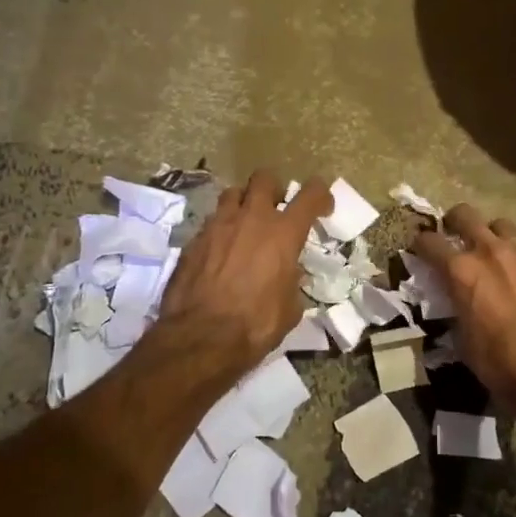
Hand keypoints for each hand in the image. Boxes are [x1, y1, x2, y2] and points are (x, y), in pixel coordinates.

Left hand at [157, 169, 331, 367]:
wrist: (200, 337)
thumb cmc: (255, 324)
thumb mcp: (290, 308)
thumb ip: (292, 282)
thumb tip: (289, 277)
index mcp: (283, 233)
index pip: (310, 194)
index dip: (320, 195)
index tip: (322, 207)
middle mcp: (251, 219)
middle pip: (264, 178)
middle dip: (274, 189)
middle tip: (276, 209)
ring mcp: (218, 226)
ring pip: (232, 193)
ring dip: (243, 204)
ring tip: (245, 225)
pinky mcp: (193, 240)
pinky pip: (211, 222)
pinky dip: (220, 230)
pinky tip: (220, 252)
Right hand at [412, 204, 515, 415]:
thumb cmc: (500, 364)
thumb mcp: (463, 339)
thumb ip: (455, 307)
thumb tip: (454, 298)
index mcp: (462, 271)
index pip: (430, 242)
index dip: (420, 244)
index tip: (419, 249)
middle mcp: (492, 253)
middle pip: (465, 215)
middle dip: (454, 221)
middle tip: (452, 234)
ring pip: (501, 226)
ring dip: (491, 235)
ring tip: (491, 254)